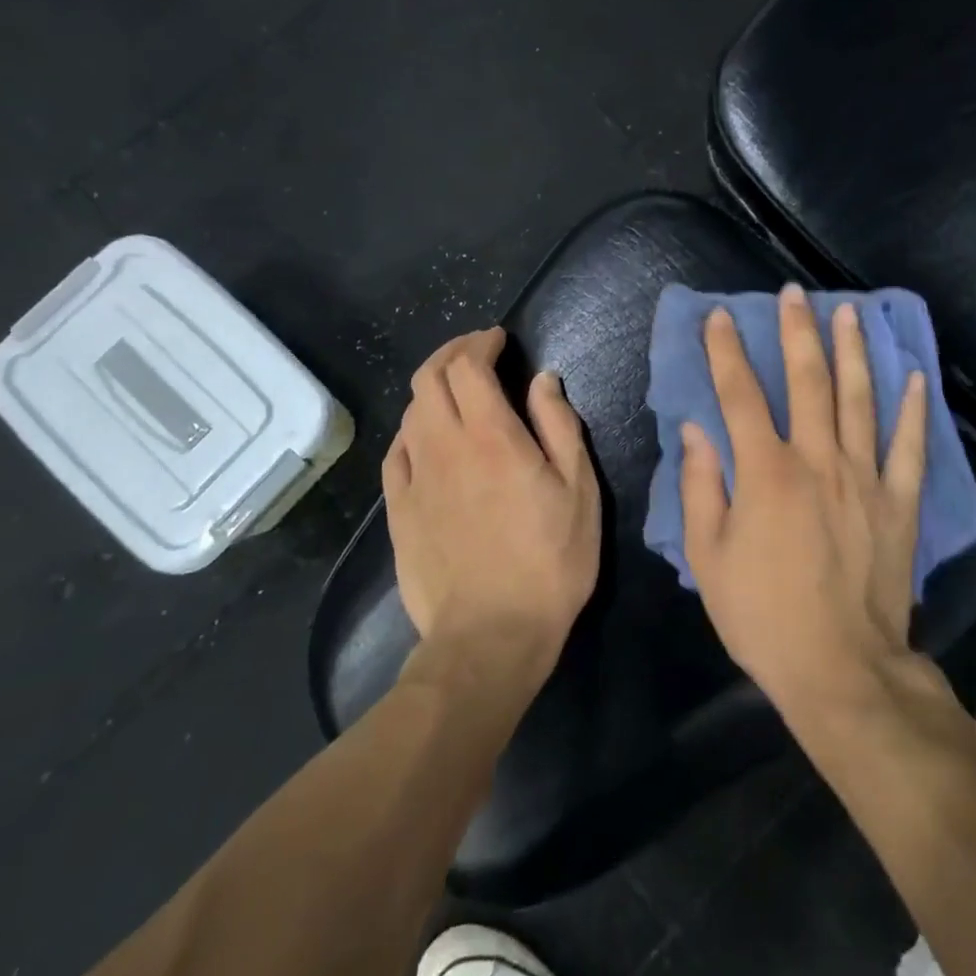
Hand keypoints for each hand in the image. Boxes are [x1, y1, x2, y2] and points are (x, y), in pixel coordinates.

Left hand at [383, 328, 600, 675]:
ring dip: (432, 387)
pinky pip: (397, 451)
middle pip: (429, 378)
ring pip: (411, 411)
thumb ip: (559, 425)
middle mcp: (444, 446)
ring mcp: (415, 478)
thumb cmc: (550, 562)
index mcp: (491, 436)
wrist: (490, 637)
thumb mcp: (578, 490)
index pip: (468, 367)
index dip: (480, 343)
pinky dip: (413, 428)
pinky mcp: (398, 510)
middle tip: (476, 351)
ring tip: (457, 390)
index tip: (497, 339)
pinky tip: (427, 436)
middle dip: (451, 353)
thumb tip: (542, 379)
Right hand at [681, 284, 928, 715]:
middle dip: (796, 332)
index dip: (726, 351)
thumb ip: (699, 487)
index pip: (740, 395)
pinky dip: (914, 409)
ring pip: (860, 399)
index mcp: (765, 473)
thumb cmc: (762, 616)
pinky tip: (915, 376)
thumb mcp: (708, 558)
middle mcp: (817, 461)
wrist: (840, 669)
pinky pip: (910, 446)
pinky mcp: (899, 502)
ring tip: (849, 312)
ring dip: (852, 351)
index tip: (719, 317)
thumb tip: (695, 431)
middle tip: (794, 293)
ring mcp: (864, 478)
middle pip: (806, 381)